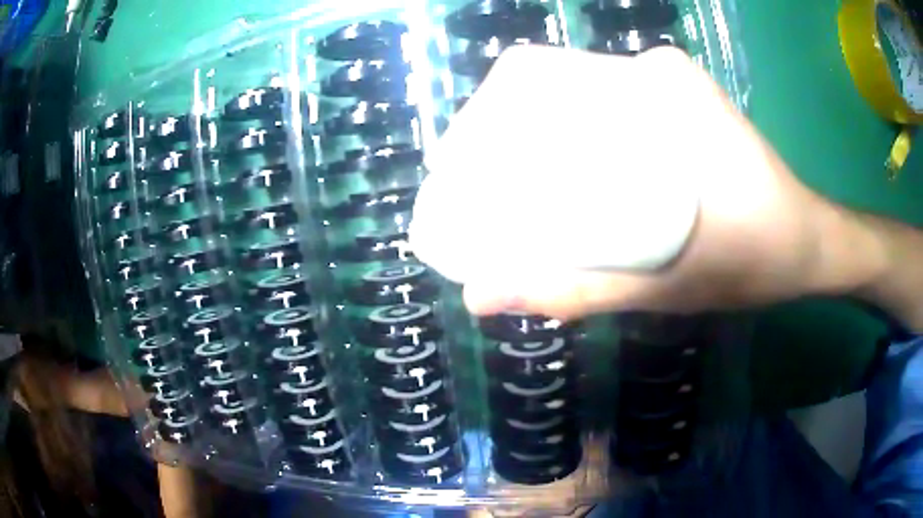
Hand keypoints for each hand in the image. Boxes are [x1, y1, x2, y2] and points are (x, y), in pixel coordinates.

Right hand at [411, 45, 836, 320]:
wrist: (809, 243)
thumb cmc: (755, 261)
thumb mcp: (665, 286)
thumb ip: (575, 291)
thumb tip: (480, 297)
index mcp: (655, 90)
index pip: (540, 78)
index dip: (487, 117)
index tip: (462, 166)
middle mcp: (655, 73)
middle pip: (554, 89)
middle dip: (507, 136)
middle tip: (483, 191)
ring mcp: (670, 87)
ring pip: (580, 101)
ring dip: (540, 140)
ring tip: (513, 191)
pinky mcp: (680, 106)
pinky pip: (611, 112)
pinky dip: (579, 140)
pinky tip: (568, 181)